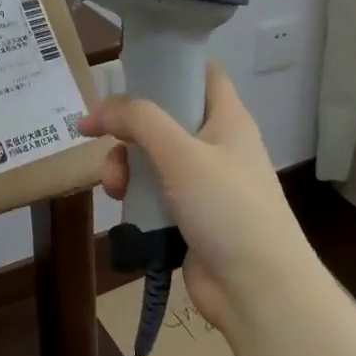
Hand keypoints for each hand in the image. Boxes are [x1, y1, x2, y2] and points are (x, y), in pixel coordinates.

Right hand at [80, 62, 313, 329]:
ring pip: (152, 157)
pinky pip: (153, 192)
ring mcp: (203, 183)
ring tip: (114, 185)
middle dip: (130, 126)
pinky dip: (134, 194)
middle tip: (102, 135)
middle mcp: (216, 146)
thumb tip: (97, 109)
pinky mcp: (188, 216)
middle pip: (165, 117)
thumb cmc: (228, 209)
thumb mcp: (182, 154)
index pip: (202, 73)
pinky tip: (121, 204)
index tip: (129, 69)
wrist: (258, 291)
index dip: (169, 63)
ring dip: (126, 165)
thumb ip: (140, 121)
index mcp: (227, 120)